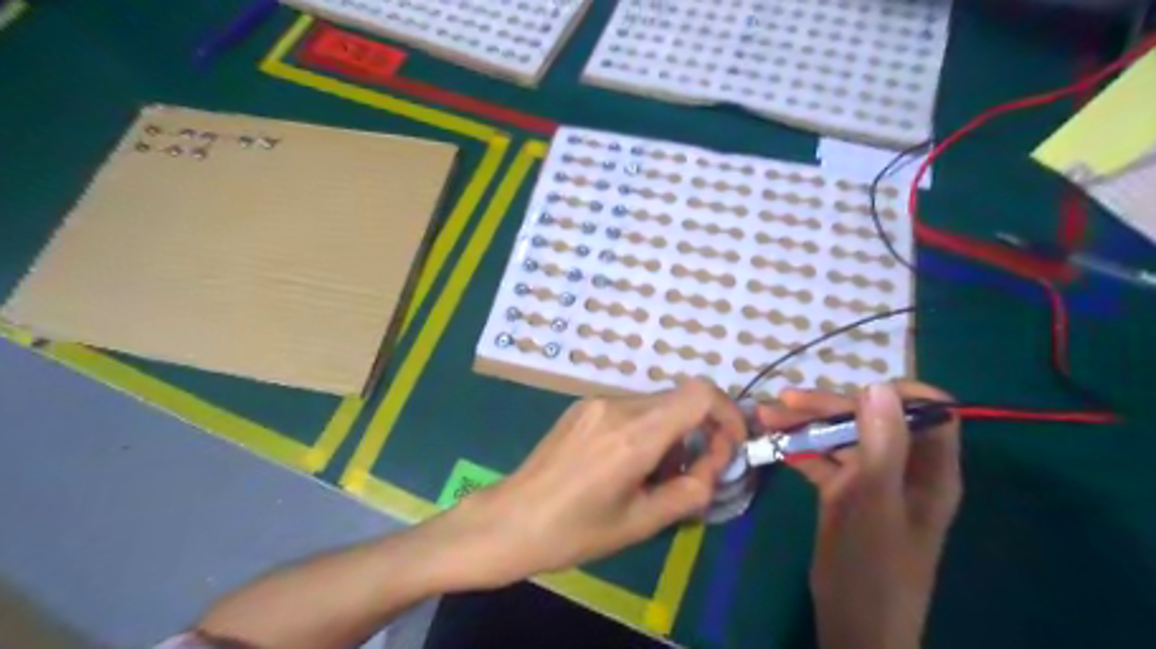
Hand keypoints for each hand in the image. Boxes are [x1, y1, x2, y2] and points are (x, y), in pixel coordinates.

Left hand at [446, 380, 744, 587]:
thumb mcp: (641, 522)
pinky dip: (646, 429)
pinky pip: (631, 408)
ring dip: (671, 433)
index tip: (729, 447)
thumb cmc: (574, 531)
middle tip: (691, 474)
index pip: (700, 394)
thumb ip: (690, 491)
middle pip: (681, 399)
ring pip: (657, 404)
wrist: (511, 520)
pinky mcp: (582, 406)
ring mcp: (596, 402)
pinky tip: (626, 463)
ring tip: (652, 476)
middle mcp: (617, 405)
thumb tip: (713, 467)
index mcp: (634, 435)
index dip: (727, 414)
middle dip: (700, 432)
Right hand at [764, 380, 961, 647]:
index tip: (854, 389)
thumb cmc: (872, 570)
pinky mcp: (844, 492)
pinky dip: (798, 448)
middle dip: (828, 406)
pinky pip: (823, 459)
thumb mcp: (874, 504)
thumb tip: (879, 385)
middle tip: (784, 402)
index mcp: (928, 471)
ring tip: (765, 415)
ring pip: (841, 436)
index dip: (898, 394)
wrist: (853, 625)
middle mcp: (903, 468)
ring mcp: (871, 480)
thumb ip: (881, 446)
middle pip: (872, 419)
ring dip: (805, 424)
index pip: (930, 413)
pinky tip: (771, 441)